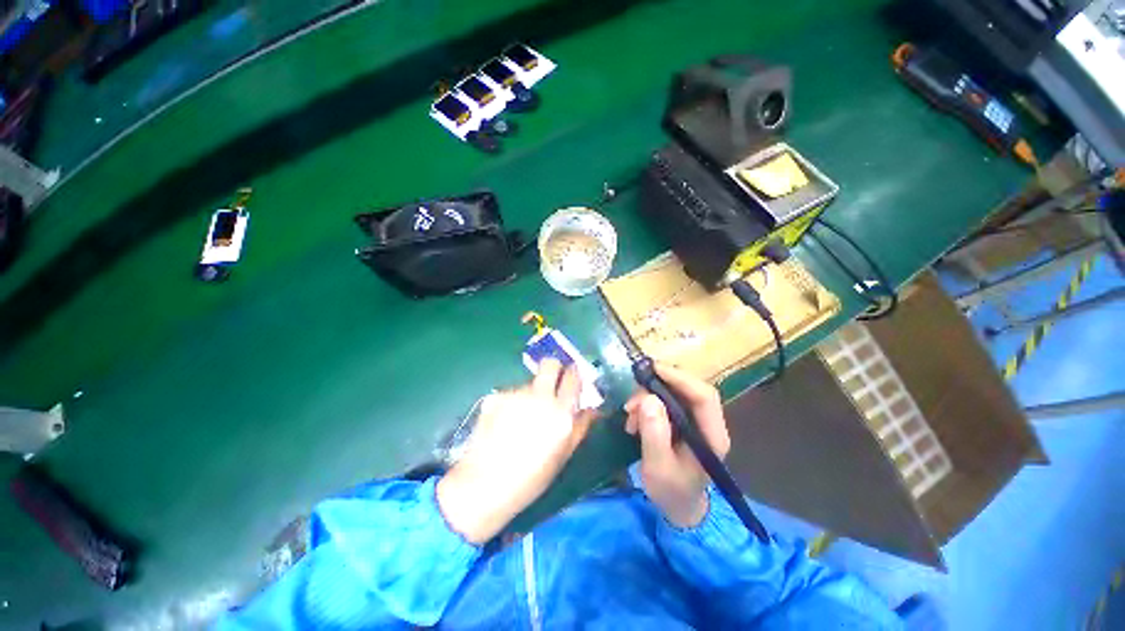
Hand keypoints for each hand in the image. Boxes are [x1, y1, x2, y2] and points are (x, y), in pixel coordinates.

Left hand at [437, 359, 596, 543]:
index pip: (573, 376)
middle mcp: (539, 396)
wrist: (484, 486)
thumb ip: (580, 426)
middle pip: (550, 363)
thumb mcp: (563, 455)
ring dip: (531, 392)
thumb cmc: (530, 478)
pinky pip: (511, 392)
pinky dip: (512, 402)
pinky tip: (504, 423)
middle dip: (554, 369)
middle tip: (551, 384)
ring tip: (522, 418)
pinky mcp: (495, 396)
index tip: (571, 379)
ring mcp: (515, 394)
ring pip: (528, 381)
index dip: (573, 374)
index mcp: (561, 412)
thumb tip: (592, 408)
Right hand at [624, 363, 729, 527]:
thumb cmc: (671, 491)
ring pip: (673, 392)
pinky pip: (664, 400)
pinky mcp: (682, 419)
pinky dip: (646, 403)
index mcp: (712, 436)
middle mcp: (707, 422)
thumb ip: (654, 434)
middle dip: (656, 387)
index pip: (704, 396)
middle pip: (687, 389)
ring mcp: (695, 419)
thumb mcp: (658, 467)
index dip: (679, 378)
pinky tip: (634, 418)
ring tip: (630, 415)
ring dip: (647, 396)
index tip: (652, 370)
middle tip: (631, 400)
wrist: (678, 505)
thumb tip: (648, 399)